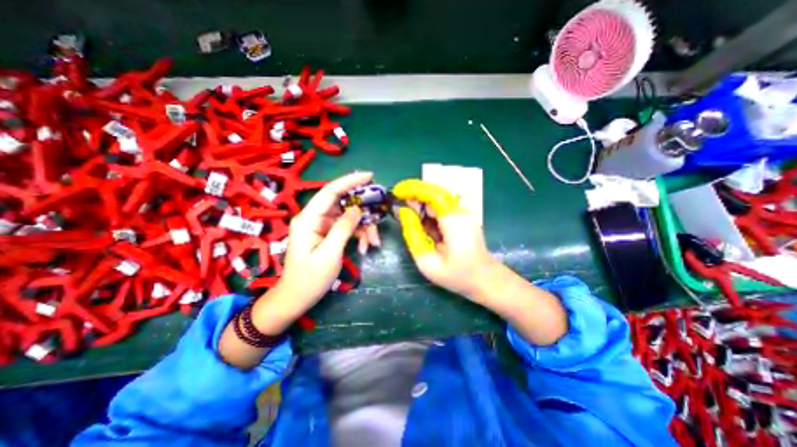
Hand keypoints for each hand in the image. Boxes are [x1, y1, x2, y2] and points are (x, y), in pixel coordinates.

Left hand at [278, 172, 380, 303]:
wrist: (297, 298)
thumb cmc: (310, 278)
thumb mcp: (329, 253)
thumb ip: (343, 228)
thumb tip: (357, 209)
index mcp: (309, 218)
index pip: (330, 191)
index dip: (350, 181)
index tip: (369, 176)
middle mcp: (315, 218)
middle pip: (344, 204)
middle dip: (363, 213)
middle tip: (378, 222)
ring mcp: (322, 226)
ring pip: (349, 217)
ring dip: (364, 228)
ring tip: (373, 243)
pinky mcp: (328, 234)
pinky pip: (348, 228)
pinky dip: (359, 235)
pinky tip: (364, 248)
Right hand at [393, 178, 495, 300]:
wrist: (486, 279)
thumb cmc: (457, 275)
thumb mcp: (428, 262)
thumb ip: (413, 236)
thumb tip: (404, 213)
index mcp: (453, 221)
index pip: (432, 194)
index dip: (413, 189)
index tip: (397, 192)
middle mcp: (461, 212)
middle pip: (435, 193)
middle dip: (415, 197)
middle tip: (401, 209)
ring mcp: (465, 213)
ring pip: (438, 200)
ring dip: (422, 206)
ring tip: (412, 220)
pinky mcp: (465, 217)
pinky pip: (443, 208)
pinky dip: (430, 213)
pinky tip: (426, 226)